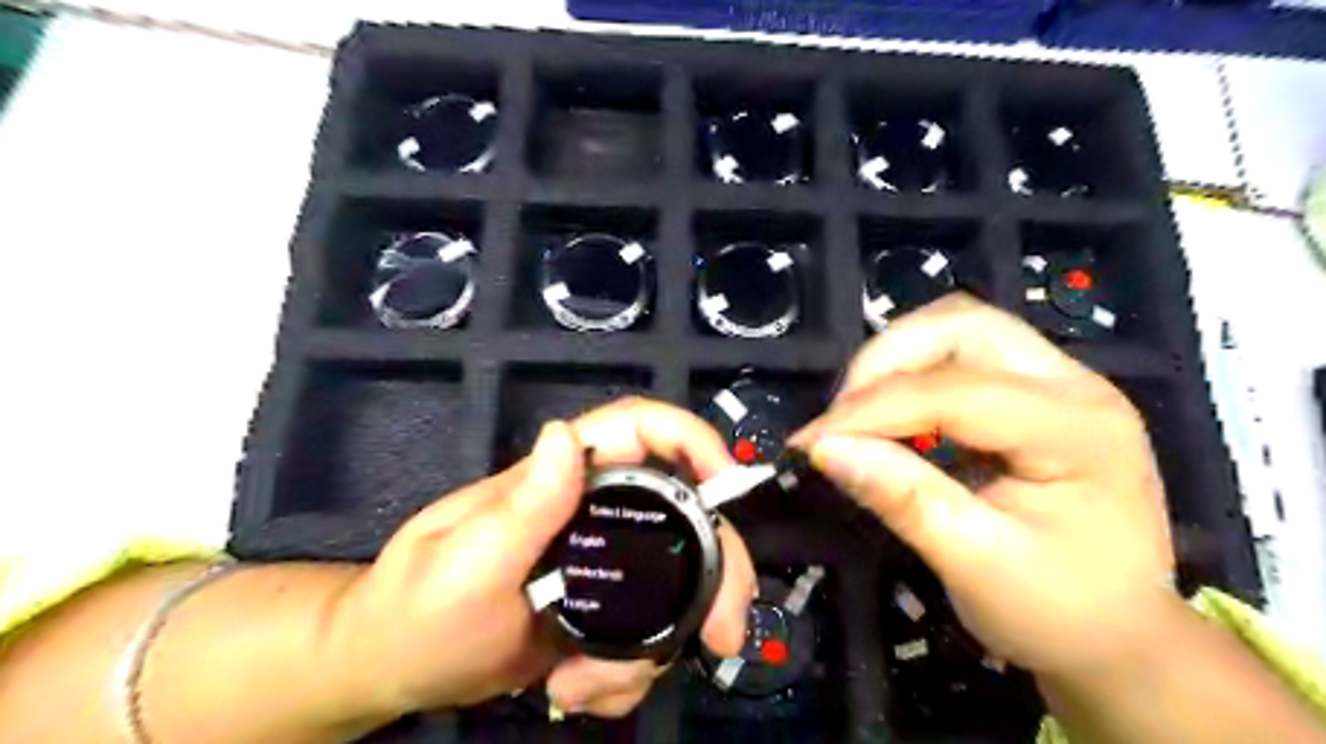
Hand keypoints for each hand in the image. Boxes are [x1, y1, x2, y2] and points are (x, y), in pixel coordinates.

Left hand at [326, 402, 750, 719]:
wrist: (394, 667)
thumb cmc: (415, 609)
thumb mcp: (463, 563)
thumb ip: (520, 505)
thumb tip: (566, 435)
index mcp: (561, 478)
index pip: (638, 428)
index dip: (692, 439)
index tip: (730, 484)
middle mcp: (592, 508)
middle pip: (683, 515)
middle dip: (714, 573)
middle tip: (721, 636)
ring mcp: (602, 558)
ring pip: (674, 583)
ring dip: (659, 644)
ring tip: (593, 687)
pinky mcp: (603, 603)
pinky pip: (647, 628)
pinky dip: (630, 670)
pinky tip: (582, 691)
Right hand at [792, 293, 1174, 676]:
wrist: (1125, 637)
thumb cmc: (1061, 612)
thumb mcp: (976, 565)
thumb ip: (902, 498)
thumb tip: (823, 450)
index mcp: (1076, 429)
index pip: (952, 391)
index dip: (869, 410)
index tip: (809, 443)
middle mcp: (1074, 384)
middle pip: (960, 325)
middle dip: (884, 361)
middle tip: (841, 418)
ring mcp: (1059, 382)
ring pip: (957, 329)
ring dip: (895, 362)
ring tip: (858, 416)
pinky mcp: (1035, 393)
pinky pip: (960, 357)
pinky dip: (911, 377)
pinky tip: (891, 418)